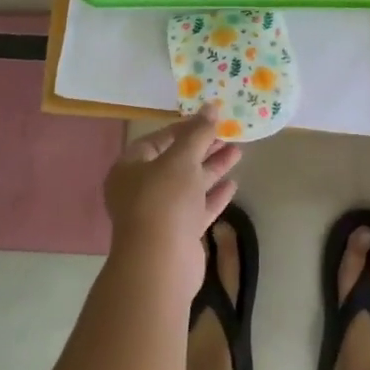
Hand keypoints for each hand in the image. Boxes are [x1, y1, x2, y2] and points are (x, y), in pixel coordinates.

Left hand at [103, 107, 242, 303]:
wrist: (160, 264)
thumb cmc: (164, 200)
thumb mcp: (182, 158)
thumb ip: (198, 132)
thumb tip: (211, 105)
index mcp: (130, 168)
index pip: (158, 140)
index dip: (184, 128)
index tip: (210, 120)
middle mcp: (141, 189)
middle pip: (176, 162)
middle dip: (203, 148)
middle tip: (229, 135)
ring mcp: (159, 214)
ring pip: (188, 185)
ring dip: (212, 169)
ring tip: (238, 152)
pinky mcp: (178, 234)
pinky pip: (197, 208)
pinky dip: (213, 196)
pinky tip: (233, 185)